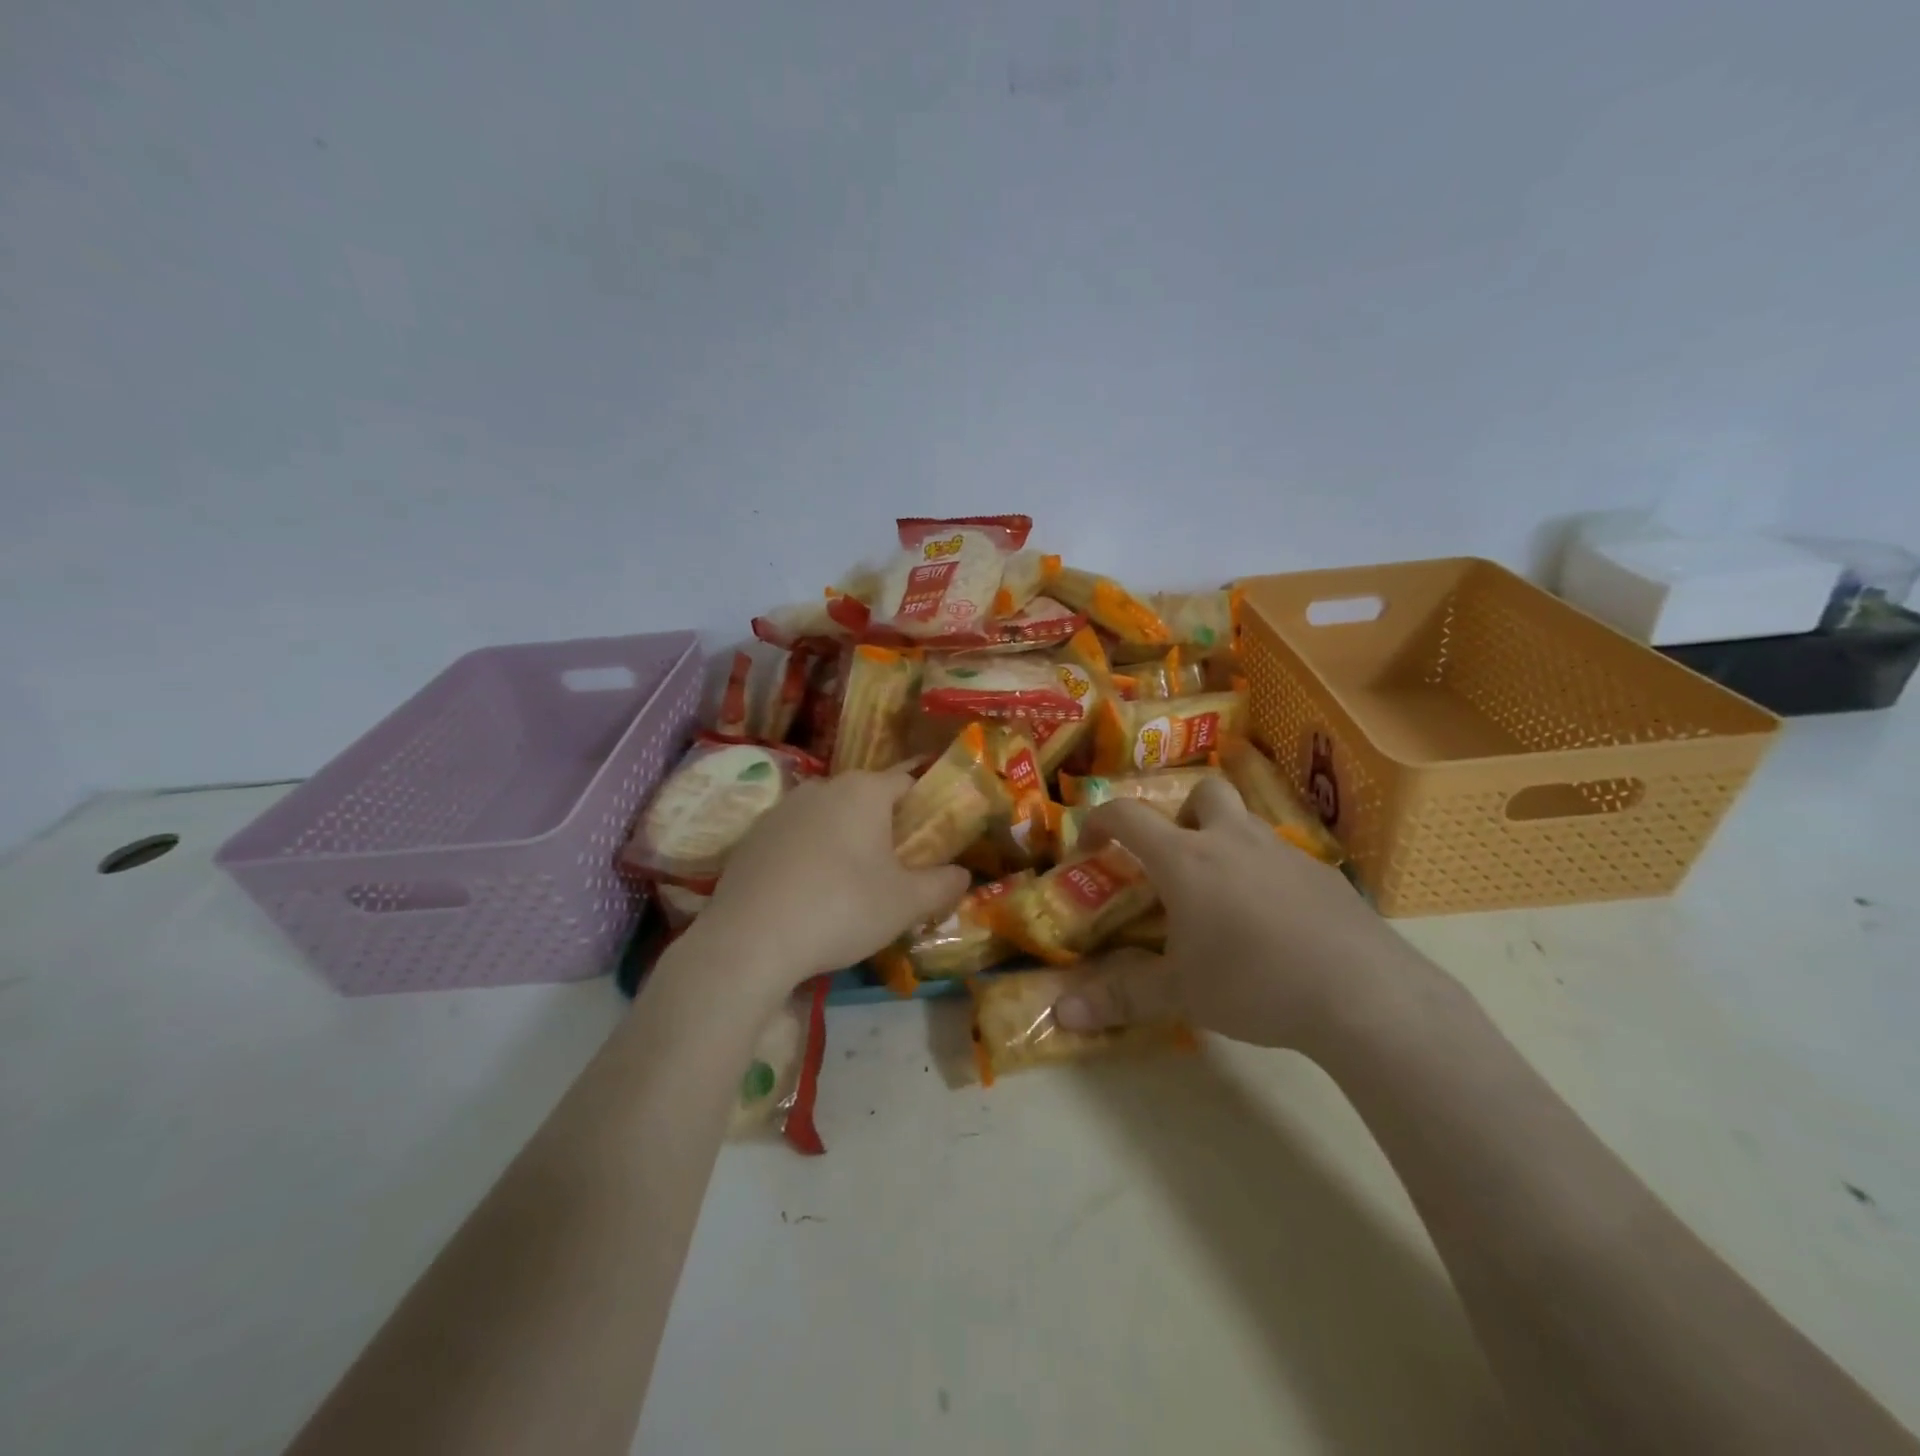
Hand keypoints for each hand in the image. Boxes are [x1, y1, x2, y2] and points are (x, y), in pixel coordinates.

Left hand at [695, 769, 970, 992]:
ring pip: (826, 818)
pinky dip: (806, 857)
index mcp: (864, 790)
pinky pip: (793, 839)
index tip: (930, 839)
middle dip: (881, 827)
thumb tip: (963, 874)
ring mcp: (780, 809)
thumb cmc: (842, 908)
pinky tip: (805, 895)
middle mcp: (821, 787)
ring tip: (847, 887)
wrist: (750, 939)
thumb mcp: (906, 903)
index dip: (923, 807)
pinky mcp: (751, 837)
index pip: (906, 781)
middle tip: (893, 869)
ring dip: (841, 841)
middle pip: (864, 799)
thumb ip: (942, 884)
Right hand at [1053, 779, 1410, 1051]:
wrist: (1362, 994)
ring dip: (1226, 843)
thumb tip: (1060, 1014)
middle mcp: (1233, 840)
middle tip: (1177, 861)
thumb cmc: (1254, 983)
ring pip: (1247, 823)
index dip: (1099, 822)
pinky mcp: (1324, 875)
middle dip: (1182, 814)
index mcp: (1186, 859)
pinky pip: (1283, 858)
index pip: (1128, 815)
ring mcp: (1284, 852)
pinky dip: (1265, 875)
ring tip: (1226, 902)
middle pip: (1204, 792)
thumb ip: (1120, 998)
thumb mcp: (1180, 993)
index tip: (1090, 848)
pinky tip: (1276, 926)